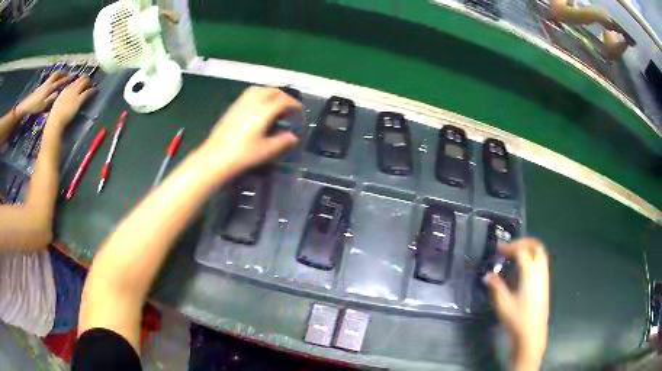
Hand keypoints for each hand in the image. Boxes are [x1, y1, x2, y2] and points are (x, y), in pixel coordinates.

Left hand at [15, 72, 71, 116]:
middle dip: (63, 73)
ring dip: (59, 74)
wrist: (26, 105)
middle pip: (57, 74)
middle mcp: (48, 83)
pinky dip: (55, 78)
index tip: (72, 77)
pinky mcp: (42, 86)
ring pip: (54, 75)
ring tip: (63, 76)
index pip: (59, 81)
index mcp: (49, 88)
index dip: (66, 79)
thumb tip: (58, 93)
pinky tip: (55, 81)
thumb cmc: (34, 107)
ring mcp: (45, 84)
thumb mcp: (42, 106)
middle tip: (68, 74)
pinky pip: (51, 79)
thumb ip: (50, 99)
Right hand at [45, 76, 95, 135]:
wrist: (55, 122)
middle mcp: (70, 89)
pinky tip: (96, 91)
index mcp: (64, 91)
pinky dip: (92, 90)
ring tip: (93, 86)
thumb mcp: (57, 105)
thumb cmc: (54, 118)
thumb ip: (62, 100)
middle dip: (86, 80)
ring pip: (85, 82)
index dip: (79, 81)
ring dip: (90, 83)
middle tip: (89, 83)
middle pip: (80, 79)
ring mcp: (75, 94)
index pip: (73, 82)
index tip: (81, 83)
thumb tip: (65, 100)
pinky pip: (87, 92)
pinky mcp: (79, 100)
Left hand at [198, 86, 300, 180]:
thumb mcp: (266, 151)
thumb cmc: (242, 155)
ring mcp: (241, 103)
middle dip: (285, 97)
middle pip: (272, 91)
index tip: (300, 113)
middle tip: (290, 109)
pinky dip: (260, 95)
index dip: (295, 106)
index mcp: (263, 111)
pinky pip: (249, 94)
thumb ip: (283, 142)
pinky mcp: (232, 108)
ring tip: (276, 105)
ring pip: (260, 89)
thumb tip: (294, 137)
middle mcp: (253, 102)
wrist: (215, 157)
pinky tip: (260, 107)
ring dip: (272, 93)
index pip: (283, 101)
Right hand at [485, 238, 549, 370]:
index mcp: (530, 273)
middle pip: (535, 246)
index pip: (521, 251)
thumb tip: (488, 275)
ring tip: (516, 254)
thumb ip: (496, 287)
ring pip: (541, 252)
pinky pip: (542, 261)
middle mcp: (540, 271)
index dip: (510, 247)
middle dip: (523, 242)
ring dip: (529, 248)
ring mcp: (545, 276)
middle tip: (509, 247)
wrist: (532, 333)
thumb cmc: (517, 319)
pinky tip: (524, 268)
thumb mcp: (503, 304)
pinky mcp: (546, 283)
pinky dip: (533, 256)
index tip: (498, 250)